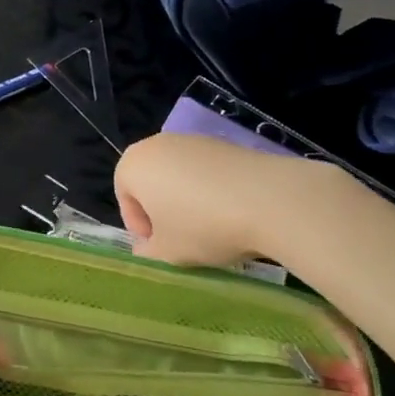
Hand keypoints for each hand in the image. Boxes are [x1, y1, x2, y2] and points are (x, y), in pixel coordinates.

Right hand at [116, 131, 330, 266]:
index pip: (124, 197)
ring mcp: (193, 140)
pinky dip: (212, 191)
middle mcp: (158, 144)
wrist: (270, 200)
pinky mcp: (225, 143)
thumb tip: (147, 251)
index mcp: (133, 165)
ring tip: (212, 229)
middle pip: (151, 182)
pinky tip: (233, 213)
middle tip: (182, 240)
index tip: (160, 248)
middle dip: (162, 211)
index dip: (139, 227)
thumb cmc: (204, 226)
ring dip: (188, 202)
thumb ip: (146, 255)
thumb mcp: (167, 254)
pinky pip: (207, 171)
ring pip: (180, 177)